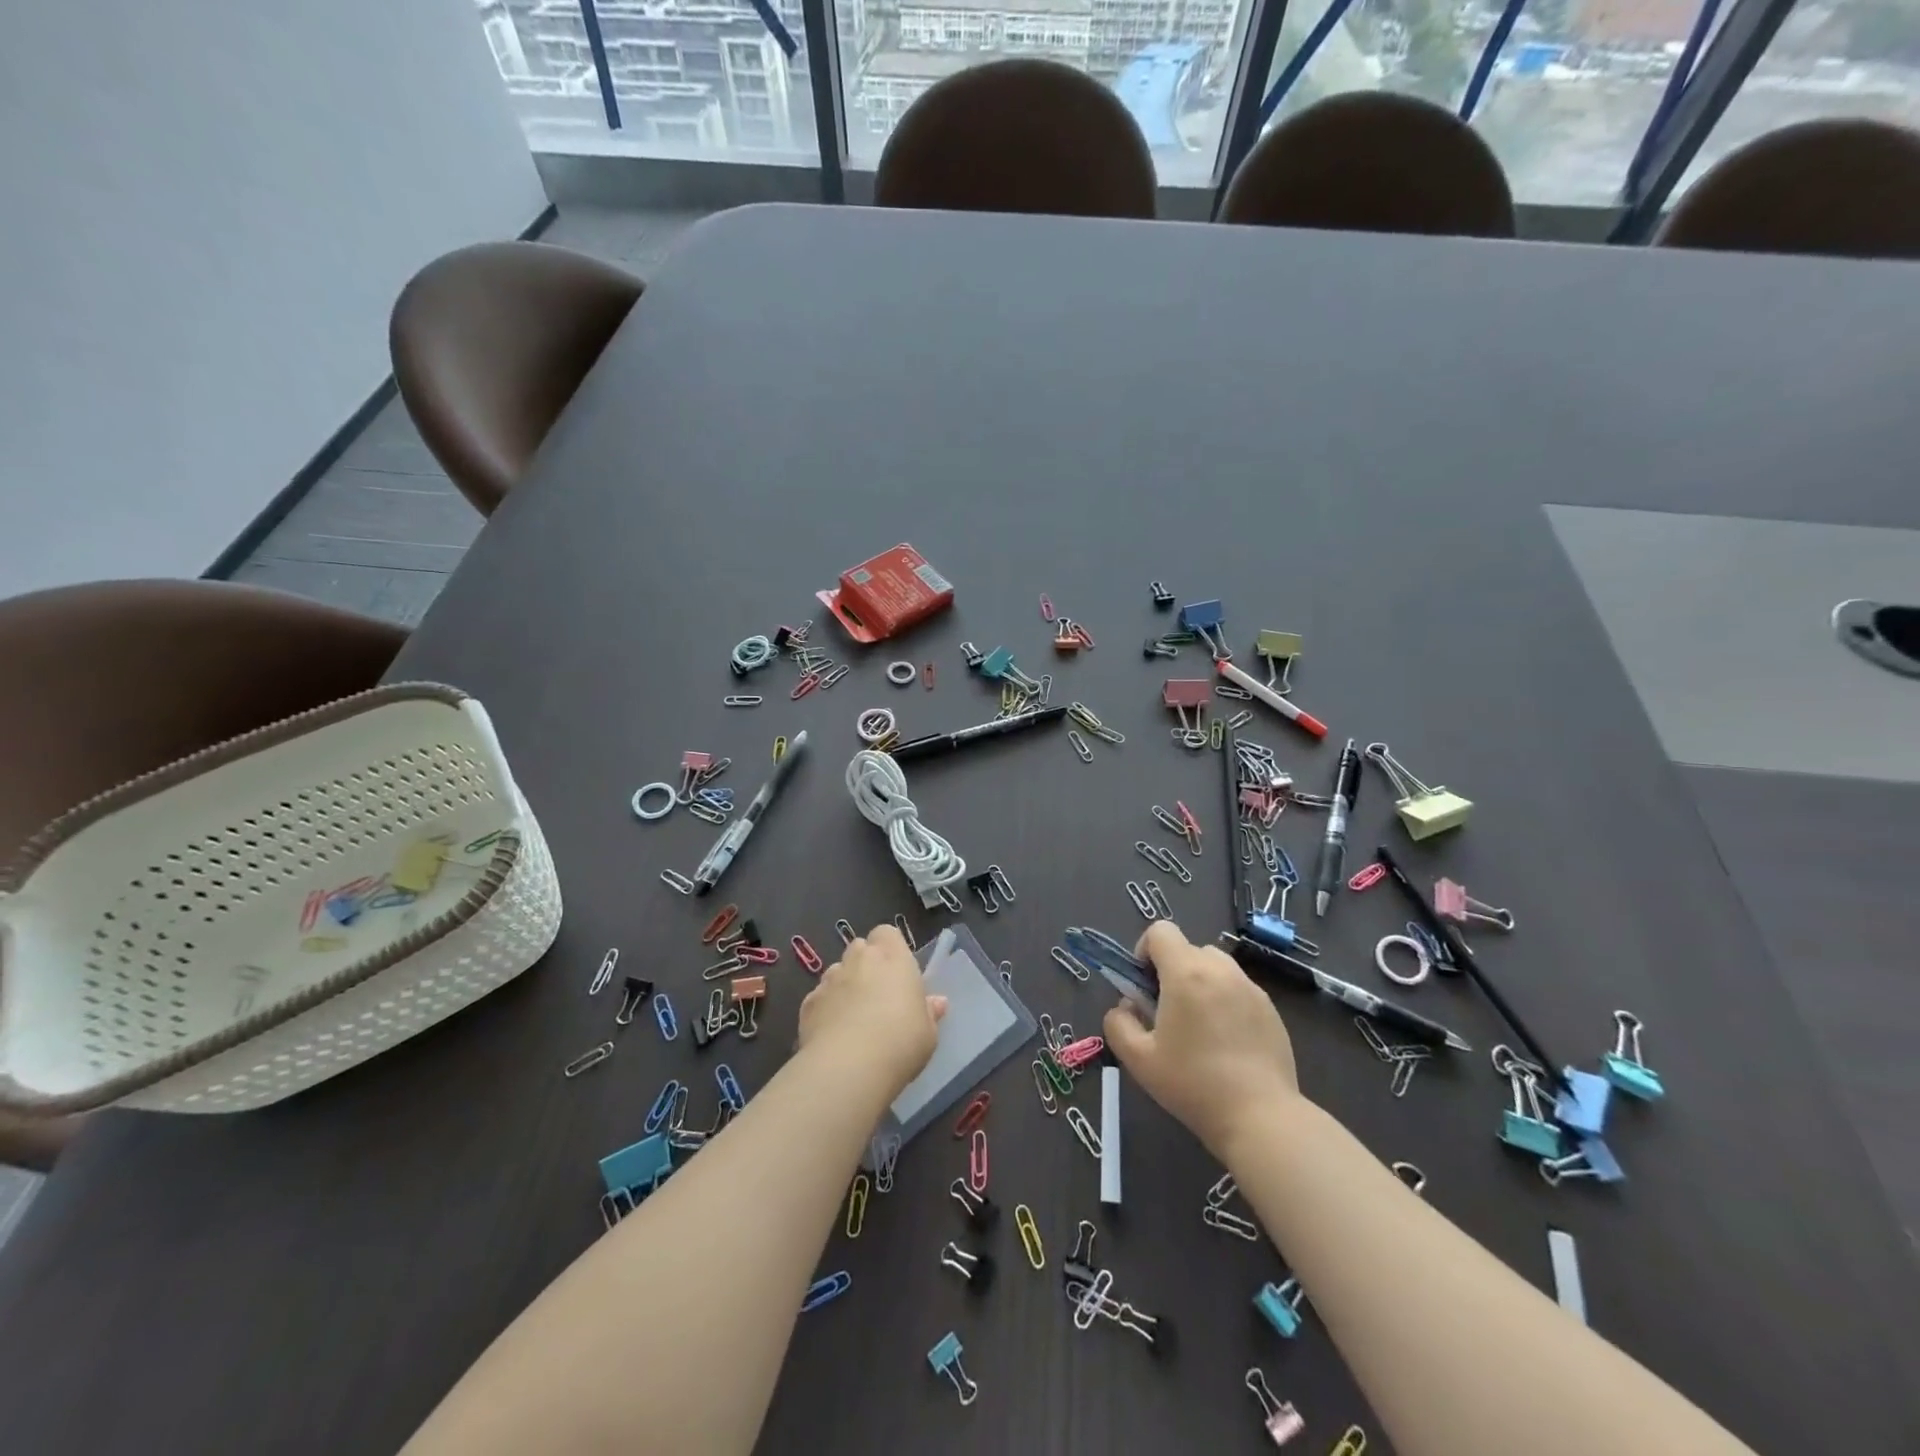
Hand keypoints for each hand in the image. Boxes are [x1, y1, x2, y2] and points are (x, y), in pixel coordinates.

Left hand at [797, 924, 946, 1094]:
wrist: (848, 1067)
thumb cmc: (900, 1043)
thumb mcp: (928, 1033)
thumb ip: (929, 1012)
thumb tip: (936, 1002)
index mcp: (893, 958)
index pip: (886, 933)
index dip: (890, 948)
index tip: (897, 971)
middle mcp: (859, 960)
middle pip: (859, 948)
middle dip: (865, 964)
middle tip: (877, 994)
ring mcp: (830, 980)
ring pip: (836, 972)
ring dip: (844, 986)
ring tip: (852, 1017)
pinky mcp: (807, 1003)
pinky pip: (819, 998)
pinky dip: (825, 1009)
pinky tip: (832, 1035)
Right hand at [1103, 921, 1298, 1159]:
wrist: (1260, 1117)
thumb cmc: (1193, 1084)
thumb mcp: (1138, 1059)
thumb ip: (1118, 1023)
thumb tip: (1126, 1007)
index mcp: (1186, 973)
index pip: (1160, 931)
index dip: (1145, 951)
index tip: (1144, 986)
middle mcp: (1221, 970)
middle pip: (1188, 948)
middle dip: (1172, 971)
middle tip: (1168, 1011)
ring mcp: (1251, 988)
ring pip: (1216, 967)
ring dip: (1200, 983)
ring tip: (1199, 1027)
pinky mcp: (1271, 1009)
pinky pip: (1239, 989)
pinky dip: (1225, 1001)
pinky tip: (1226, 1043)